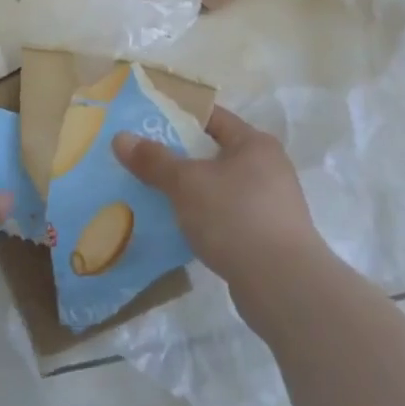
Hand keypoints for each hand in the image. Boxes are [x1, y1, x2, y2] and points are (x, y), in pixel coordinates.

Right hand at [114, 106, 329, 301]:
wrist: (284, 287)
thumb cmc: (235, 217)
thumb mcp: (186, 183)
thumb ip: (153, 160)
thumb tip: (120, 138)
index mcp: (254, 143)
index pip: (212, 118)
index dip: (179, 117)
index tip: (146, 124)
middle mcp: (269, 168)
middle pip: (214, 153)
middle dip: (180, 158)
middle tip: (143, 161)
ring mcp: (272, 205)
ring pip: (220, 188)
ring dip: (191, 192)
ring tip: (155, 196)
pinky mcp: (269, 238)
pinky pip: (228, 217)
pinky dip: (205, 219)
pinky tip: (180, 229)